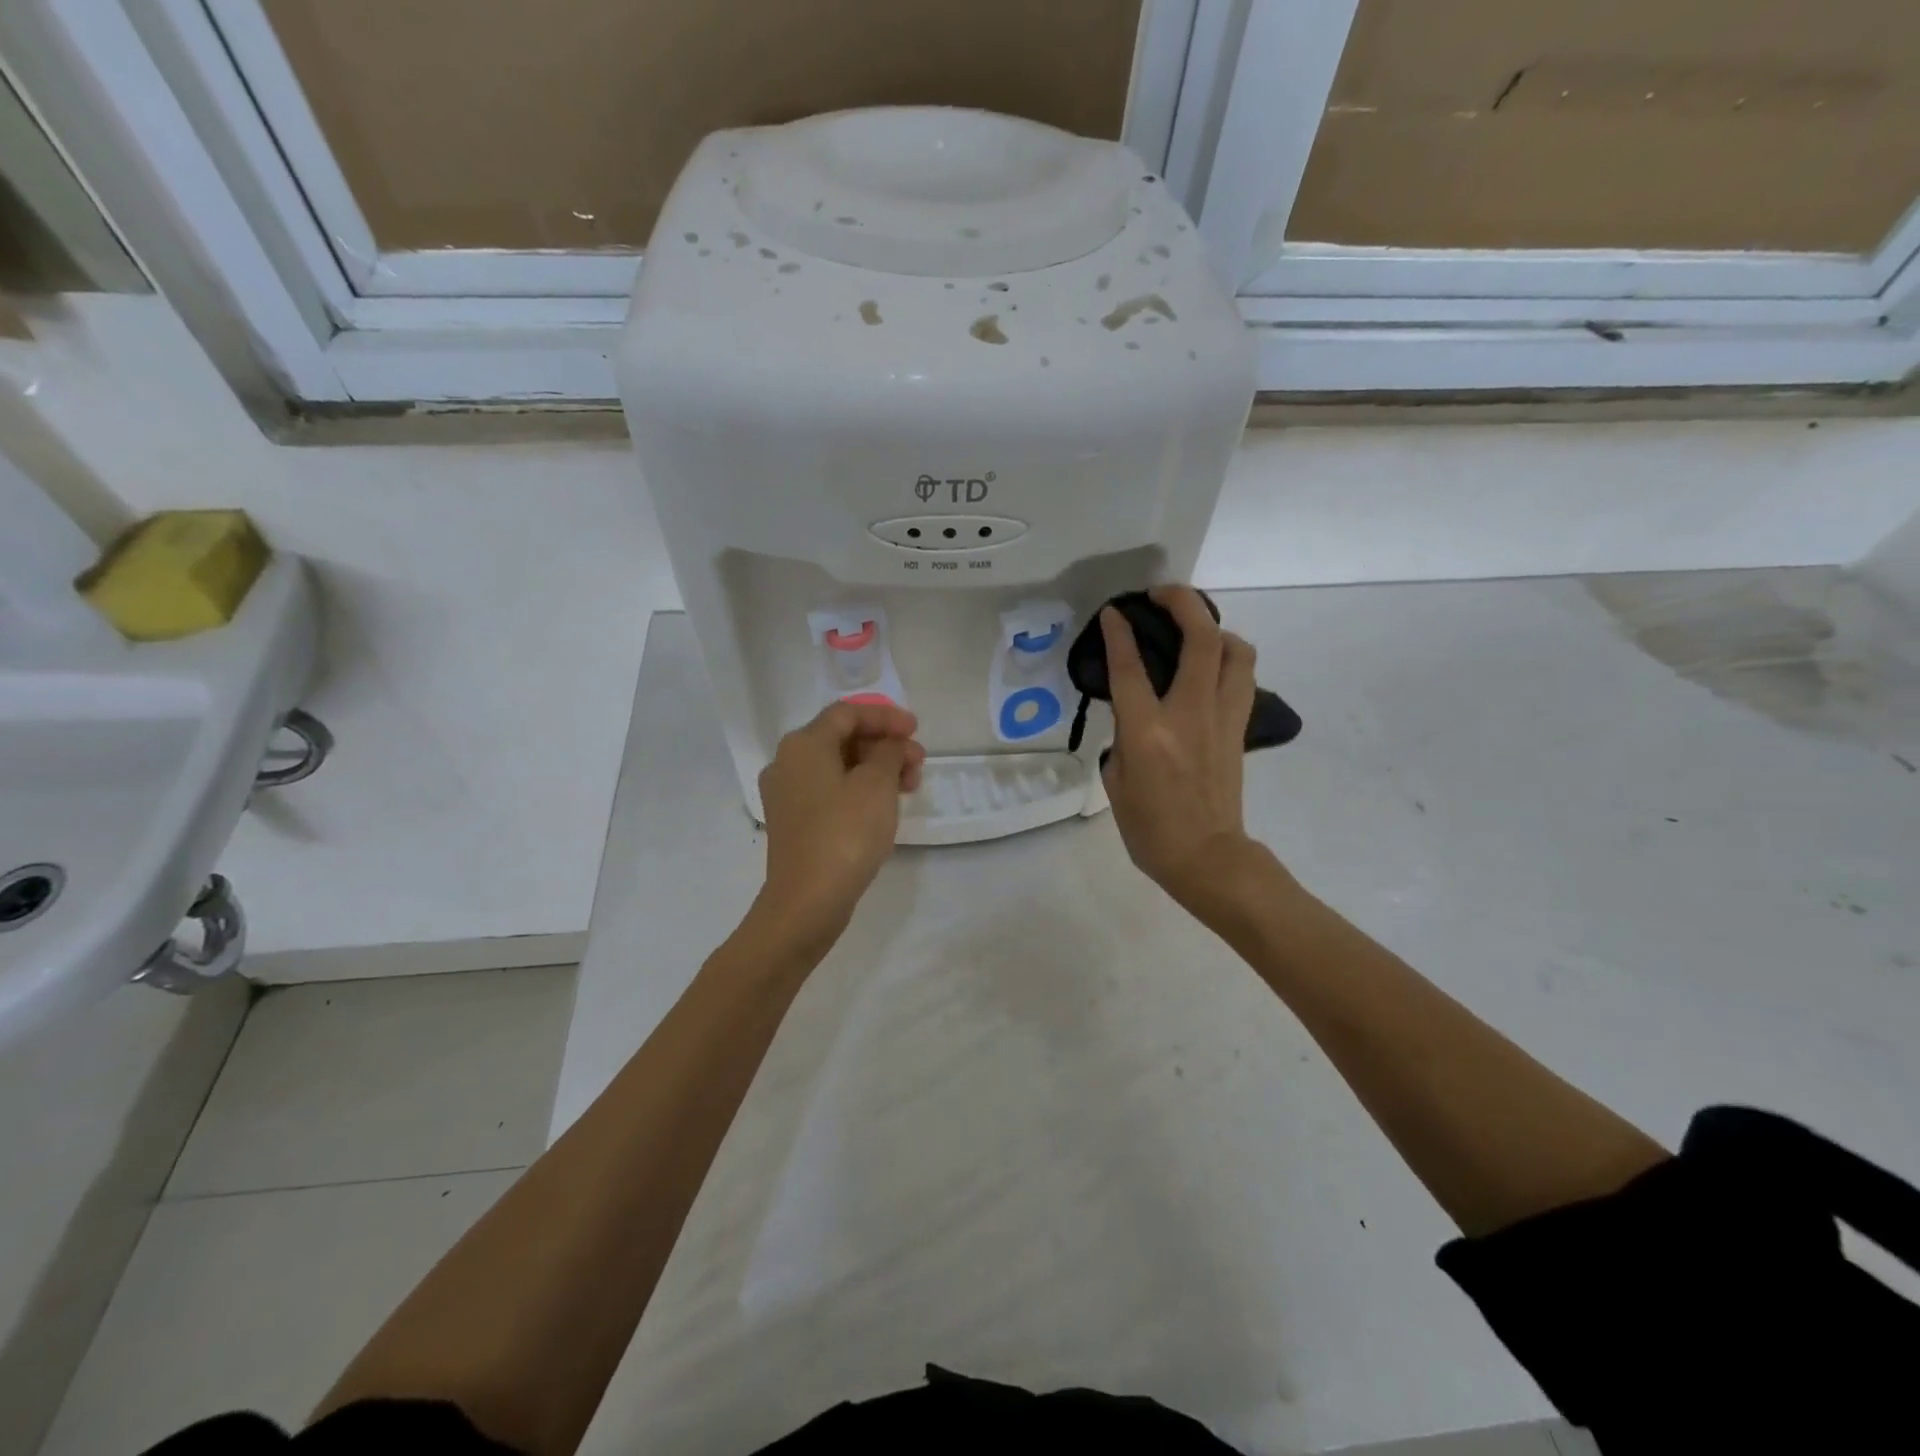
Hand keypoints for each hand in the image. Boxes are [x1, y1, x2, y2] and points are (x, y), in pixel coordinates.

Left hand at [757, 701, 925, 940]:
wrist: (808, 900)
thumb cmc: (845, 833)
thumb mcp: (877, 785)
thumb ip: (889, 753)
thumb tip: (889, 746)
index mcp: (803, 745)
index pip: (847, 713)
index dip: (885, 717)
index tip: (916, 730)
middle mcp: (787, 763)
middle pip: (841, 739)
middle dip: (884, 745)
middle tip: (918, 762)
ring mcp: (787, 796)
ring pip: (838, 767)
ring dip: (876, 769)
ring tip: (910, 786)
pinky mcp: (794, 823)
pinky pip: (831, 792)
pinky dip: (860, 790)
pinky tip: (885, 806)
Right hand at [1100, 586, 1260, 912]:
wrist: (1206, 857)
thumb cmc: (1150, 829)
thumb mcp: (1116, 782)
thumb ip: (1123, 738)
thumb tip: (1135, 715)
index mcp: (1148, 732)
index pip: (1131, 667)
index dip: (1120, 632)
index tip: (1115, 611)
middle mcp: (1190, 714)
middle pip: (1201, 639)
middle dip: (1183, 603)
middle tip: (1161, 595)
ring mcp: (1222, 718)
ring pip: (1236, 651)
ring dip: (1215, 627)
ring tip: (1194, 628)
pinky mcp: (1240, 728)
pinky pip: (1241, 677)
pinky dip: (1227, 657)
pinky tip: (1209, 664)